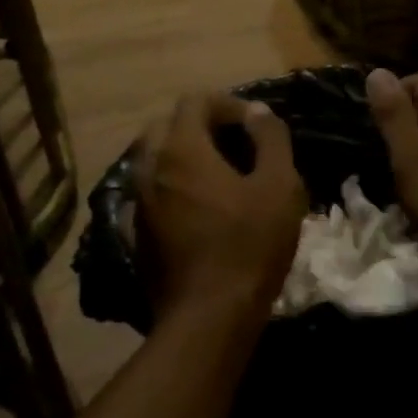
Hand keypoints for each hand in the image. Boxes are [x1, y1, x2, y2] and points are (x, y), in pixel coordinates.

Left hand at [135, 92, 307, 324]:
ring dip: (185, 155)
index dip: (227, 103)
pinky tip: (201, 207)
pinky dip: (174, 185)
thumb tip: (257, 112)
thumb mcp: (279, 187)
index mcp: (182, 149)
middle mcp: (150, 168)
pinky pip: (153, 191)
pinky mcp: (138, 231)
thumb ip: (270, 139)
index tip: (255, 124)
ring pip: (156, 159)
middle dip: (201, 125)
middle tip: (235, 144)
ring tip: (221, 175)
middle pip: (167, 125)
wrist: (209, 316)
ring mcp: (139, 201)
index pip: (195, 101)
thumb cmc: (250, 245)